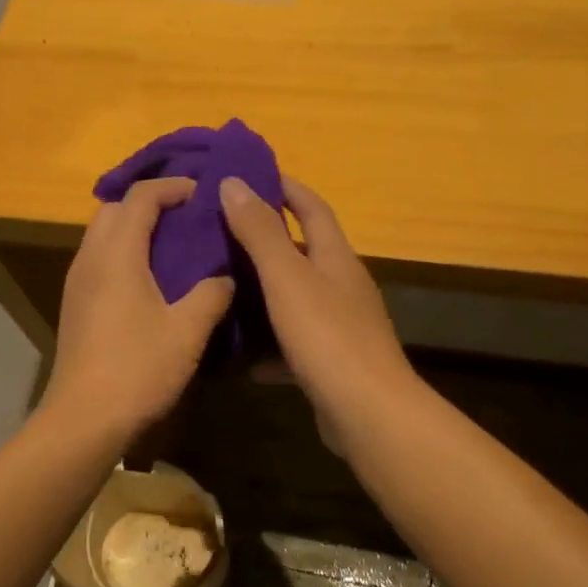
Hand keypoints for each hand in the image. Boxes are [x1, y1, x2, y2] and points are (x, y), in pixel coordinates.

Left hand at [44, 178, 234, 441]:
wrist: (84, 418)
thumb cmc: (138, 369)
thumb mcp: (187, 331)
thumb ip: (212, 295)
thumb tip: (226, 278)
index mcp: (117, 254)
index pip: (140, 198)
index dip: (172, 187)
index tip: (201, 194)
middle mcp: (90, 258)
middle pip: (114, 209)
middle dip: (149, 203)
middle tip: (186, 216)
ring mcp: (77, 283)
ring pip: (102, 235)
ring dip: (133, 229)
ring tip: (172, 245)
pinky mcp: (74, 305)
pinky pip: (98, 260)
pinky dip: (123, 254)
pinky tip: (150, 281)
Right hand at [220, 175, 417, 441]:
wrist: (366, 412)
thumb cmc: (327, 336)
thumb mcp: (287, 278)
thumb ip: (260, 232)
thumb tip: (234, 182)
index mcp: (336, 259)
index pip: (313, 208)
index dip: (286, 187)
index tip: (251, 174)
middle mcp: (343, 287)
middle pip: (304, 253)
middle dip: (267, 240)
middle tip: (221, 233)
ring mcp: (340, 328)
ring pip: (296, 300)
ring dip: (264, 294)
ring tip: (222, 290)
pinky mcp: (331, 364)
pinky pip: (293, 345)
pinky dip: (269, 347)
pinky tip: (242, 358)